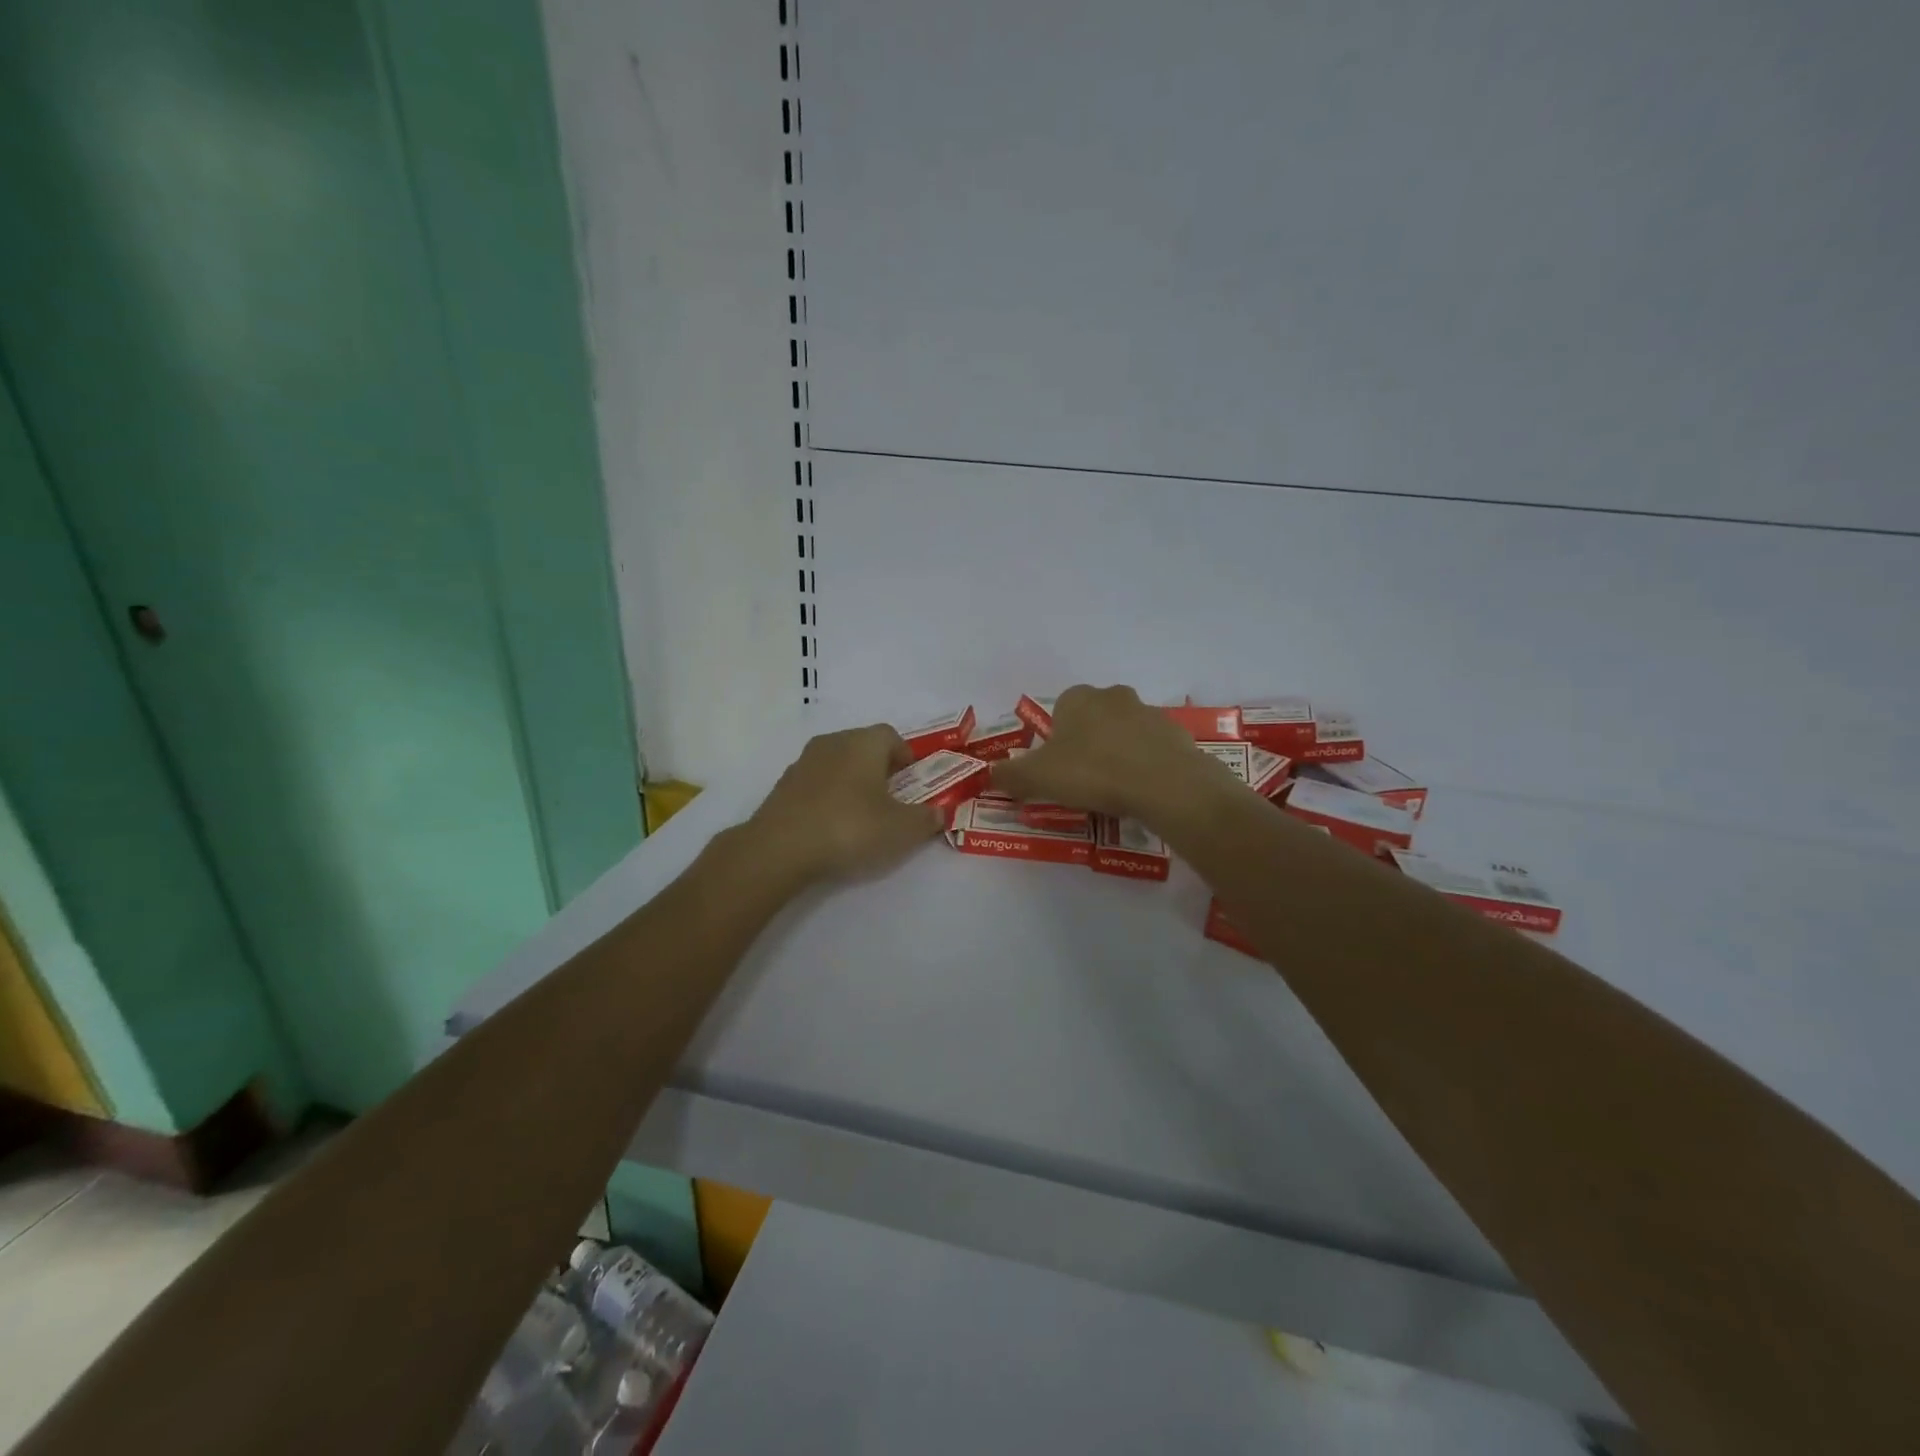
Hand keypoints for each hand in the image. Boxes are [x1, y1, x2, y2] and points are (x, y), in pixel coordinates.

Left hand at [746, 725, 945, 884]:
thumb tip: (939, 813)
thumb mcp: (901, 829)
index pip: (892, 736)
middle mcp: (833, 742)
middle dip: (880, 770)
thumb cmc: (850, 827)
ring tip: (861, 817)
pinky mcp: (783, 786)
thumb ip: (926, 819)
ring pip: (838, 765)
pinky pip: (816, 784)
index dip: (906, 758)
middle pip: (864, 748)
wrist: (779, 848)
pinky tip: (832, 827)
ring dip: (852, 783)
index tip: (913, 785)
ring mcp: (803, 762)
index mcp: (864, 743)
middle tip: (892, 802)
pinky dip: (828, 798)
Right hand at [991, 685, 1232, 826]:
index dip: (1054, 741)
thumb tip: (990, 775)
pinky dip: (1144, 766)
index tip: (1056, 769)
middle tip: (1082, 781)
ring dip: (1116, 754)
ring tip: (1113, 790)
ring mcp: (1149, 712)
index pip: (1058, 712)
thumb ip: (1009, 775)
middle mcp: (1113, 696)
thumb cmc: (1093, 772)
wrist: (1164, 783)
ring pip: (1123, 733)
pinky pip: (1151, 749)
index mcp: (1078, 698)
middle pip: (1092, 720)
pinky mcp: (1176, 734)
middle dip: (1086, 745)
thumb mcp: (1037, 777)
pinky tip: (1141, 791)